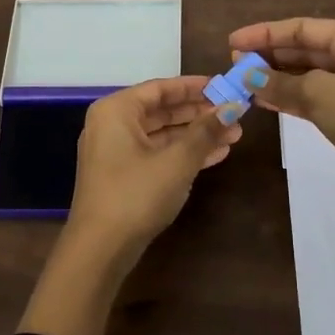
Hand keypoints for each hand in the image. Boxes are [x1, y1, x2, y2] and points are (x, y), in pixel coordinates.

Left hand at [66, 75, 242, 254]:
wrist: (100, 249)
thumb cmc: (136, 194)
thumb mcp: (178, 160)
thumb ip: (206, 131)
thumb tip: (234, 106)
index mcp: (116, 110)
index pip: (160, 88)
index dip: (194, 86)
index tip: (224, 85)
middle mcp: (111, 125)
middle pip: (162, 111)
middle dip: (200, 114)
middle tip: (234, 113)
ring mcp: (115, 152)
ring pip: (162, 135)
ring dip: (196, 135)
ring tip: (233, 136)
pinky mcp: (122, 176)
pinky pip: (157, 154)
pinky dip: (183, 153)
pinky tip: (215, 155)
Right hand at [230, 17, 334, 307]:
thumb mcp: (319, 91)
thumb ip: (279, 83)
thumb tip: (246, 77)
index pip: (301, 28)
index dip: (265, 34)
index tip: (233, 42)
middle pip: (302, 49)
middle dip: (268, 56)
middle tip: (234, 64)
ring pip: (304, 75)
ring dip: (274, 78)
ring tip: (241, 82)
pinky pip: (309, 97)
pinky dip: (286, 97)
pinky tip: (261, 100)